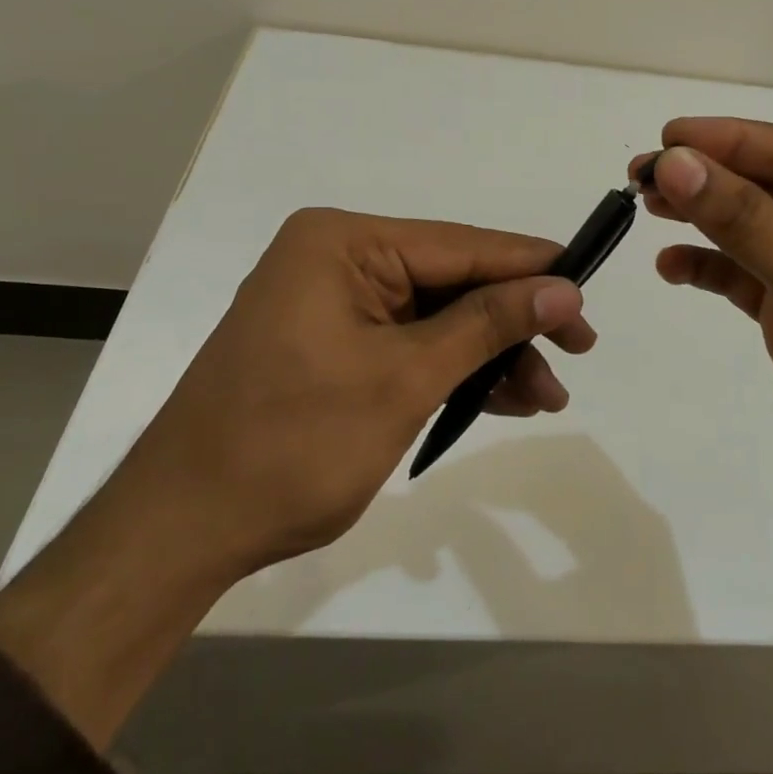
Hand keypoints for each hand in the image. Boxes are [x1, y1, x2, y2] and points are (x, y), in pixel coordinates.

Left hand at [117, 208, 595, 580]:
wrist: (183, 530)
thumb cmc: (292, 444)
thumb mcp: (403, 379)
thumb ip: (487, 325)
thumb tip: (564, 288)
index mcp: (343, 243)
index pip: (460, 245)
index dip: (531, 267)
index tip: (589, 288)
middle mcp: (337, 259)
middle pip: (453, 281)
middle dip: (514, 322)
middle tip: (579, 351)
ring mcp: (333, 304)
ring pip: (438, 318)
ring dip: (491, 355)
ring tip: (548, 396)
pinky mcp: (333, 345)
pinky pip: (411, 345)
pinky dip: (455, 372)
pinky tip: (504, 399)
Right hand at [631, 119, 772, 559]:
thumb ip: (748, 222)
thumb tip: (675, 163)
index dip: (736, 140)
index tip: (669, 138)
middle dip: (712, 177)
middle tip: (642, 173)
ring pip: (756, 232)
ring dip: (703, 217)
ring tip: (644, 206)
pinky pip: (746, 281)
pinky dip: (709, 268)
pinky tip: (671, 266)